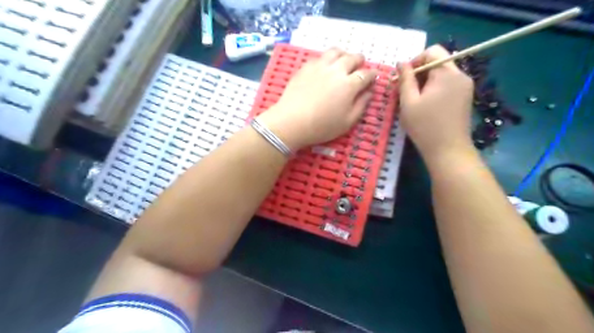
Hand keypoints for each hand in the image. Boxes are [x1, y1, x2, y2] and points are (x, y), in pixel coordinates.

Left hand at [258, 48, 377, 150]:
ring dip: (344, 55)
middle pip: (353, 58)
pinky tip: (325, 67)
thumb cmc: (322, 126)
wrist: (292, 122)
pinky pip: (320, 57)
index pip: (366, 74)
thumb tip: (369, 92)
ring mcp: (320, 66)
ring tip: (343, 61)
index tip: (373, 77)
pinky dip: (327, 59)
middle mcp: (337, 70)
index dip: (372, 75)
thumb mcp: (348, 122)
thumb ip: (361, 105)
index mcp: (350, 85)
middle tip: (360, 67)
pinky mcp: (306, 67)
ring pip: (336, 52)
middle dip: (360, 61)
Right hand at [395, 45, 476, 160]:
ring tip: (414, 101)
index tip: (402, 78)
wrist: (448, 151)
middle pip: (437, 62)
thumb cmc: (425, 126)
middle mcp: (460, 75)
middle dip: (419, 74)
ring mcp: (465, 86)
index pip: (431, 52)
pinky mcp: (466, 97)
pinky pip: (448, 85)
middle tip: (404, 92)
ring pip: (442, 74)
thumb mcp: (408, 102)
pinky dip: (435, 90)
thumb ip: (405, 79)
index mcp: (447, 73)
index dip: (414, 61)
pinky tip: (426, 106)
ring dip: (425, 82)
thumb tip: (400, 62)